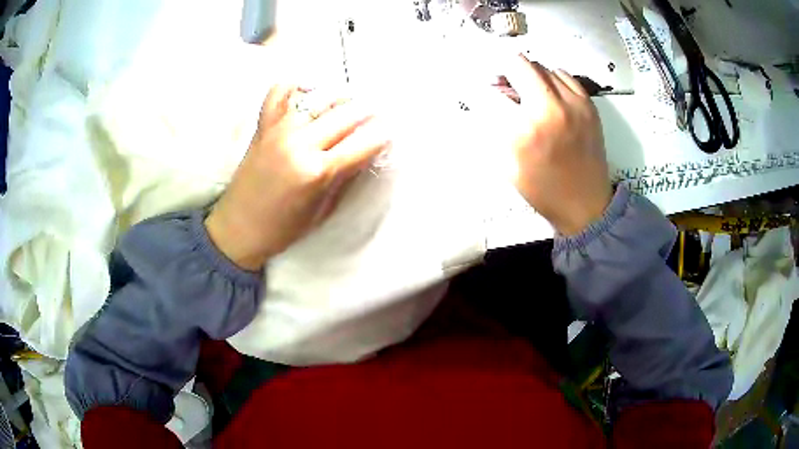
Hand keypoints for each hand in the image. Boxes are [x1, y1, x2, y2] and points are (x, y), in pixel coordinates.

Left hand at [205, 85, 389, 270]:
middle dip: (368, 111)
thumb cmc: (283, 229)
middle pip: (345, 114)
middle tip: (377, 111)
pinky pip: (278, 93)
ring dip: (340, 96)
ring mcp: (279, 130)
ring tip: (349, 101)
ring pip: (318, 98)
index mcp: (317, 172)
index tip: (391, 129)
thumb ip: (345, 177)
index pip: (362, 143)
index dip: (382, 134)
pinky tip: (308, 91)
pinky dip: (295, 86)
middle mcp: (299, 144)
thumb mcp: (322, 210)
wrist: (238, 228)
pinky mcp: (263, 126)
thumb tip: (365, 152)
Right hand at [496, 55, 611, 235]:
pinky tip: (551, 96)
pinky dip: (553, 80)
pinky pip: (565, 76)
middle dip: (506, 72)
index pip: (495, 90)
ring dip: (530, 76)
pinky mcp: (589, 105)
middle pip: (520, 64)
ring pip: (543, 67)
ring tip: (530, 93)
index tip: (485, 90)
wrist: (587, 205)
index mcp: (526, 129)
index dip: (485, 88)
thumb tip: (490, 99)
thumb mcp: (509, 166)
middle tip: (504, 85)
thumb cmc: (544, 191)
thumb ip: (497, 128)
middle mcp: (551, 108)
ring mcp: (574, 103)